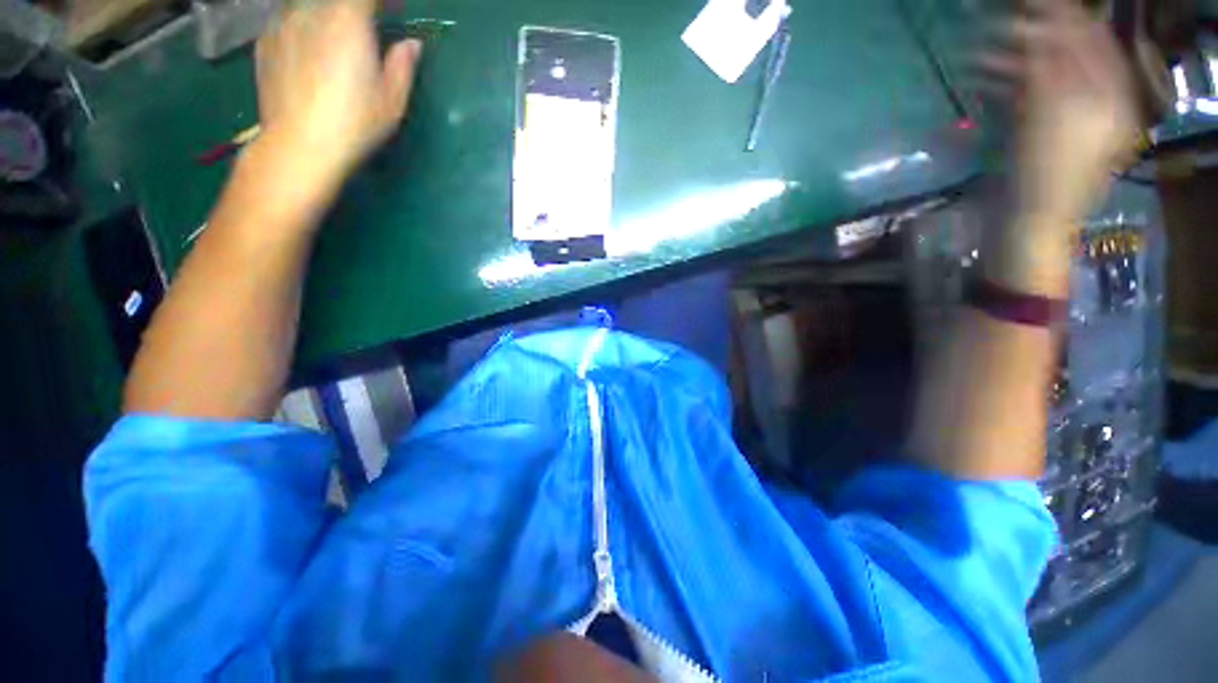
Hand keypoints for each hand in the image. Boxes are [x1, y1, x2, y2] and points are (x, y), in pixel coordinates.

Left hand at [253, 0, 421, 192]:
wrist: (298, 145)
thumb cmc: (354, 125)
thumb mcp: (392, 102)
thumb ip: (402, 66)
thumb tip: (411, 45)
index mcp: (348, 22)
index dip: (382, 0)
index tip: (393, 10)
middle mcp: (312, 11)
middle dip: (355, 9)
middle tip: (366, 29)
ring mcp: (283, 22)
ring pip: (309, 5)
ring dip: (327, 15)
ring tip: (336, 39)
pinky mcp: (266, 40)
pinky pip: (288, 18)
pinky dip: (303, 24)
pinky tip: (311, 48)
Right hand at [979, 0, 1136, 222]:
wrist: (1029, 224)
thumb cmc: (1046, 179)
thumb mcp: (1053, 121)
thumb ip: (1051, 72)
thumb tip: (1042, 28)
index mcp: (1111, 98)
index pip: (1091, 42)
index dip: (1065, 18)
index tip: (1034, 3)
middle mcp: (1096, 101)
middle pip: (1070, 54)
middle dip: (1037, 36)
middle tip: (1004, 22)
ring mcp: (1069, 116)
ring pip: (1046, 73)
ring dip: (1016, 60)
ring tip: (982, 53)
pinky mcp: (1043, 130)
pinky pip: (1030, 94)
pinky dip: (1010, 83)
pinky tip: (984, 78)